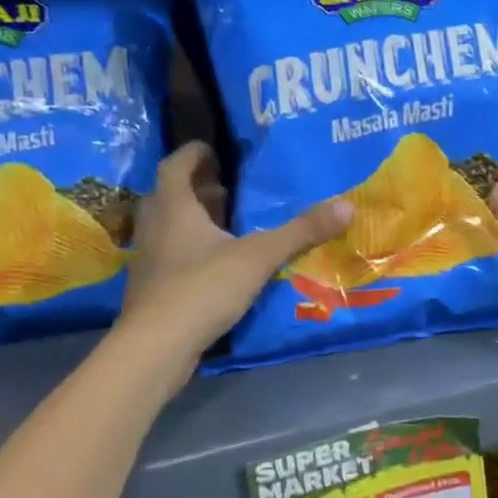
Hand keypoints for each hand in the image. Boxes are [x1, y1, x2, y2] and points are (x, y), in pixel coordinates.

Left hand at [114, 142, 351, 386]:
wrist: (156, 347)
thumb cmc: (202, 288)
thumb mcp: (259, 256)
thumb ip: (301, 231)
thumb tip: (347, 205)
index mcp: (174, 208)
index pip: (175, 166)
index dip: (193, 154)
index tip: (213, 149)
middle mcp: (155, 227)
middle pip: (170, 195)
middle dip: (198, 187)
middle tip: (228, 186)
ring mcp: (149, 260)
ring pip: (169, 227)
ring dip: (194, 219)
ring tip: (229, 222)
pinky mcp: (152, 288)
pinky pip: (171, 254)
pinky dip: (192, 248)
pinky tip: (219, 263)